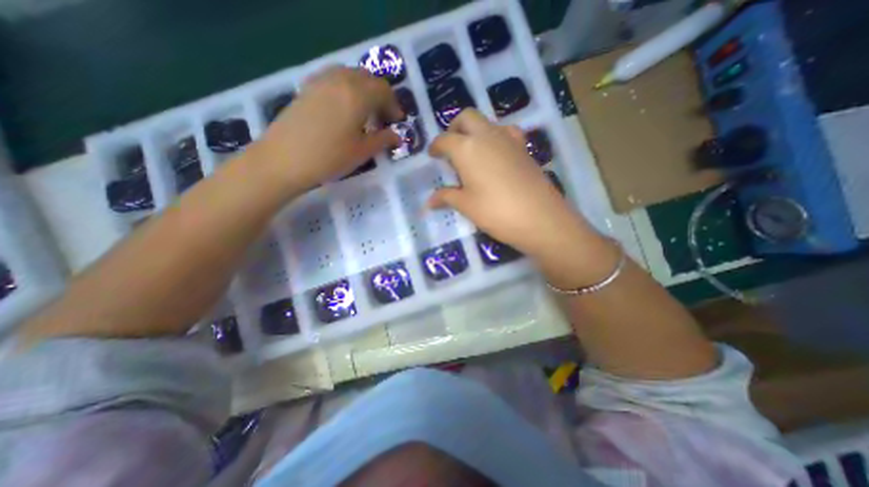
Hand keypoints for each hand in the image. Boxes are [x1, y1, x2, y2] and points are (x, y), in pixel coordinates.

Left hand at [249, 64, 402, 194]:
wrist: (283, 160)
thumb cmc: (329, 158)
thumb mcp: (362, 152)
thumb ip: (383, 140)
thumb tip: (397, 136)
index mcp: (357, 95)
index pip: (383, 90)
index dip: (394, 105)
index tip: (396, 122)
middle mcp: (340, 80)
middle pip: (368, 78)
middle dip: (380, 96)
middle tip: (383, 118)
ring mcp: (320, 81)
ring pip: (350, 75)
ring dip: (363, 90)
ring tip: (365, 112)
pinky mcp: (307, 88)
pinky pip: (333, 78)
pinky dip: (346, 88)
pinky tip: (344, 108)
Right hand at [429, 108, 616, 285]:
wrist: (540, 217)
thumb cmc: (495, 211)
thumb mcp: (466, 205)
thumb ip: (446, 197)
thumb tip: (429, 202)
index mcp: (467, 148)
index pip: (444, 139)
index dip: (435, 146)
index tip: (432, 155)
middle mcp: (487, 136)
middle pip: (467, 117)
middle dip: (454, 127)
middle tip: (451, 147)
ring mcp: (508, 139)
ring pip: (487, 121)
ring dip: (475, 130)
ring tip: (472, 152)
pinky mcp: (524, 147)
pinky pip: (506, 132)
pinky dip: (495, 137)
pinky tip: (495, 155)